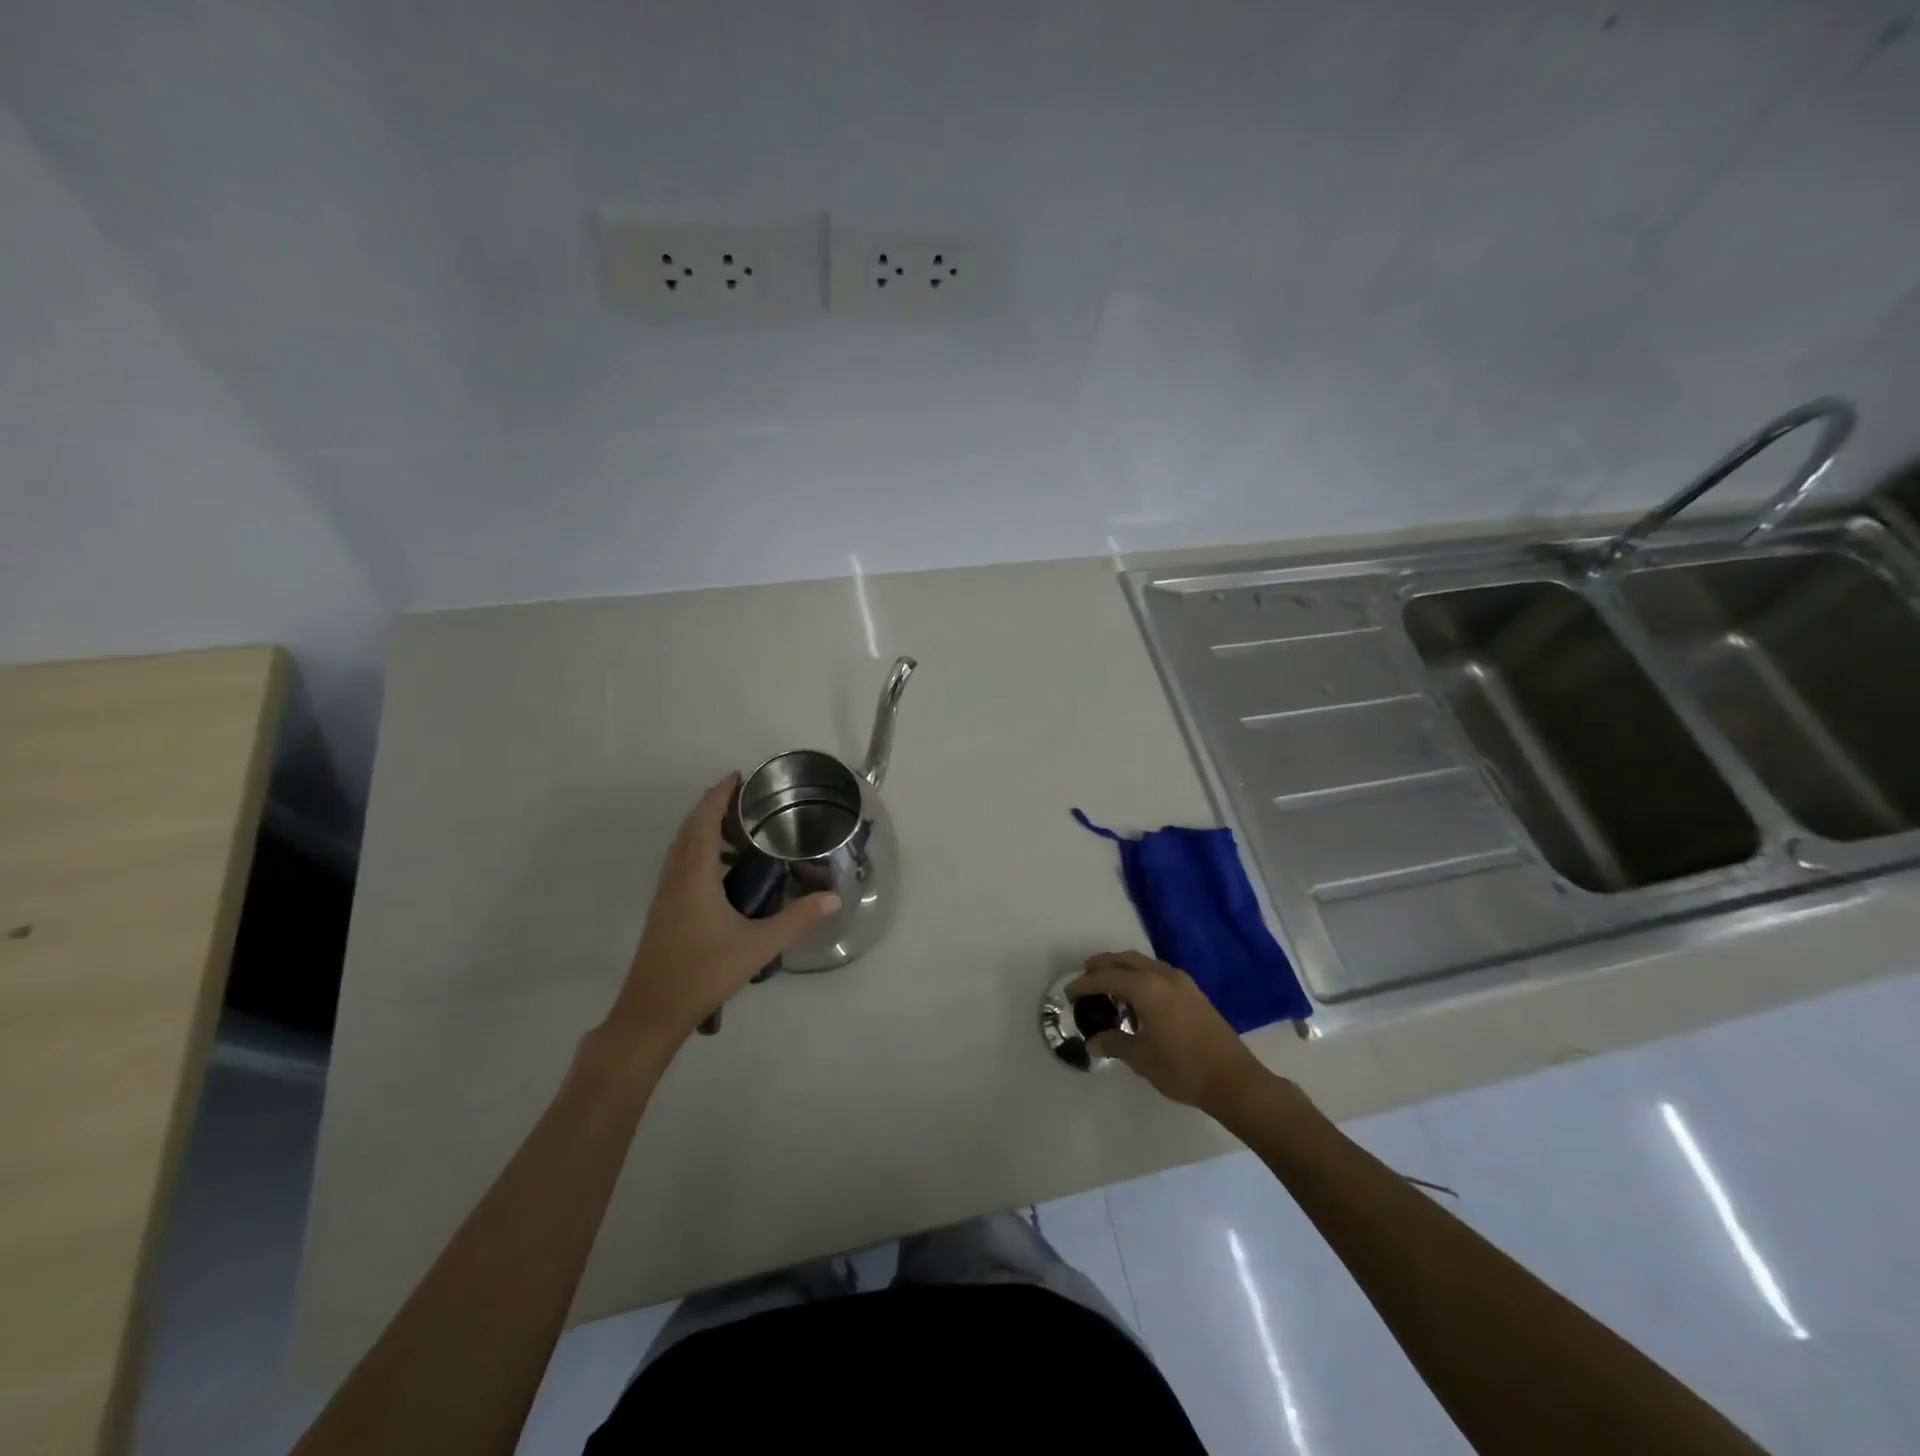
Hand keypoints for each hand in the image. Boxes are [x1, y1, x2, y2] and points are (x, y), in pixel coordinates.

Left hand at [607, 775, 839, 1047]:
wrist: (652, 1012)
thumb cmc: (704, 973)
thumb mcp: (758, 945)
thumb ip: (797, 919)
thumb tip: (834, 898)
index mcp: (694, 877)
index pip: (703, 822)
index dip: (718, 796)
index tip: (737, 777)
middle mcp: (675, 878)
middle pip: (689, 830)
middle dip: (712, 808)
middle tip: (744, 801)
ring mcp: (664, 896)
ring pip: (681, 849)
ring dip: (703, 830)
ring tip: (737, 832)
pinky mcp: (662, 912)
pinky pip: (679, 866)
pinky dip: (697, 853)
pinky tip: (721, 873)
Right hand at [1069, 951, 1271, 1113]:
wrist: (1233, 1079)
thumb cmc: (1182, 1068)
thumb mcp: (1141, 1058)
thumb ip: (1114, 1043)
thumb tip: (1092, 1042)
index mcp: (1145, 987)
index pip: (1106, 977)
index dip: (1084, 983)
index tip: (1069, 992)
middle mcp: (1162, 975)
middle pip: (1124, 960)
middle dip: (1102, 966)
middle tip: (1086, 979)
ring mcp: (1181, 981)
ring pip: (1143, 963)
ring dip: (1123, 970)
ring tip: (1110, 989)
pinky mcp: (1193, 992)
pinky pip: (1157, 973)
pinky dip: (1141, 977)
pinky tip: (1138, 1000)